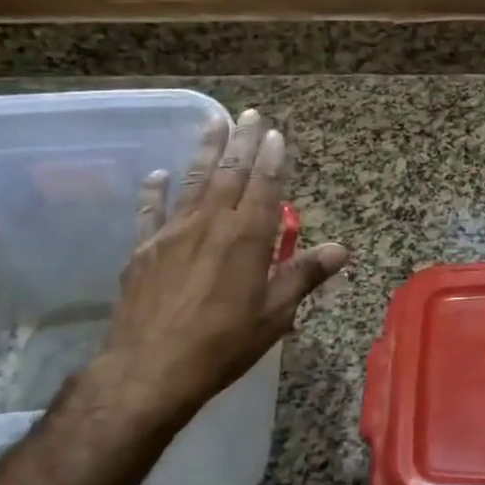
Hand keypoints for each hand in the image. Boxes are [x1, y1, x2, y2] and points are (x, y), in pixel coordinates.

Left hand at [83, 107, 348, 434]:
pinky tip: (157, 175)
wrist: (148, 371)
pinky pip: (150, 212)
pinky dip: (154, 191)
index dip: (271, 158)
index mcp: (246, 238)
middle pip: (229, 173)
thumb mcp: (274, 315)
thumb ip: (304, 276)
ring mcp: (173, 234)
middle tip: (249, 112)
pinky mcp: (144, 250)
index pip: (264, 187)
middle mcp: (210, 225)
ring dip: (205, 150)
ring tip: (212, 120)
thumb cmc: (222, 345)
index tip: (275, 133)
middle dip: (241, 141)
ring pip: (193, 181)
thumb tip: (341, 249)